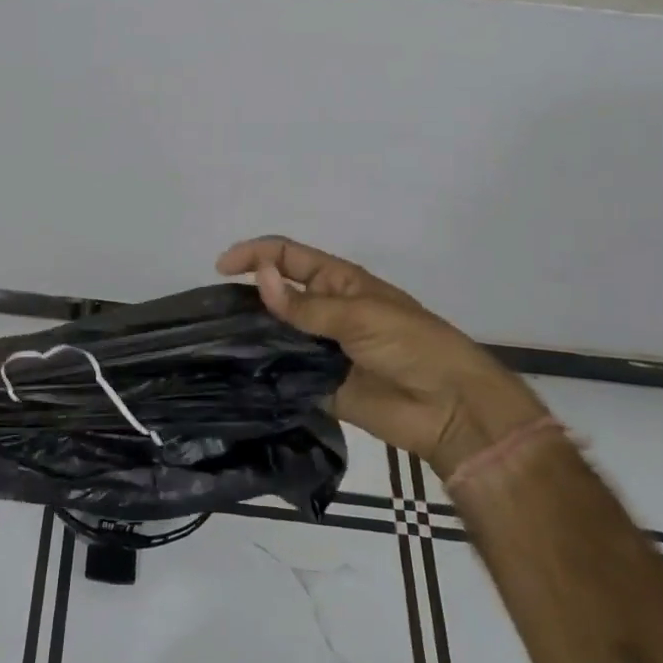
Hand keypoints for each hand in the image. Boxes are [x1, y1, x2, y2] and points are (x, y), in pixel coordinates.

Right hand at [217, 237, 544, 475]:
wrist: (449, 407)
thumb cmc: (411, 344)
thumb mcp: (359, 315)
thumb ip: (305, 305)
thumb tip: (259, 277)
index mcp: (338, 281)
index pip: (287, 257)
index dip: (255, 255)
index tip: (222, 268)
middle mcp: (324, 310)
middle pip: (276, 294)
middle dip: (247, 295)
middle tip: (212, 311)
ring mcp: (320, 348)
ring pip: (276, 333)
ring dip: (252, 334)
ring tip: (215, 340)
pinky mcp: (319, 385)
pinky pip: (284, 372)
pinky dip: (263, 371)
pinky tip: (237, 373)